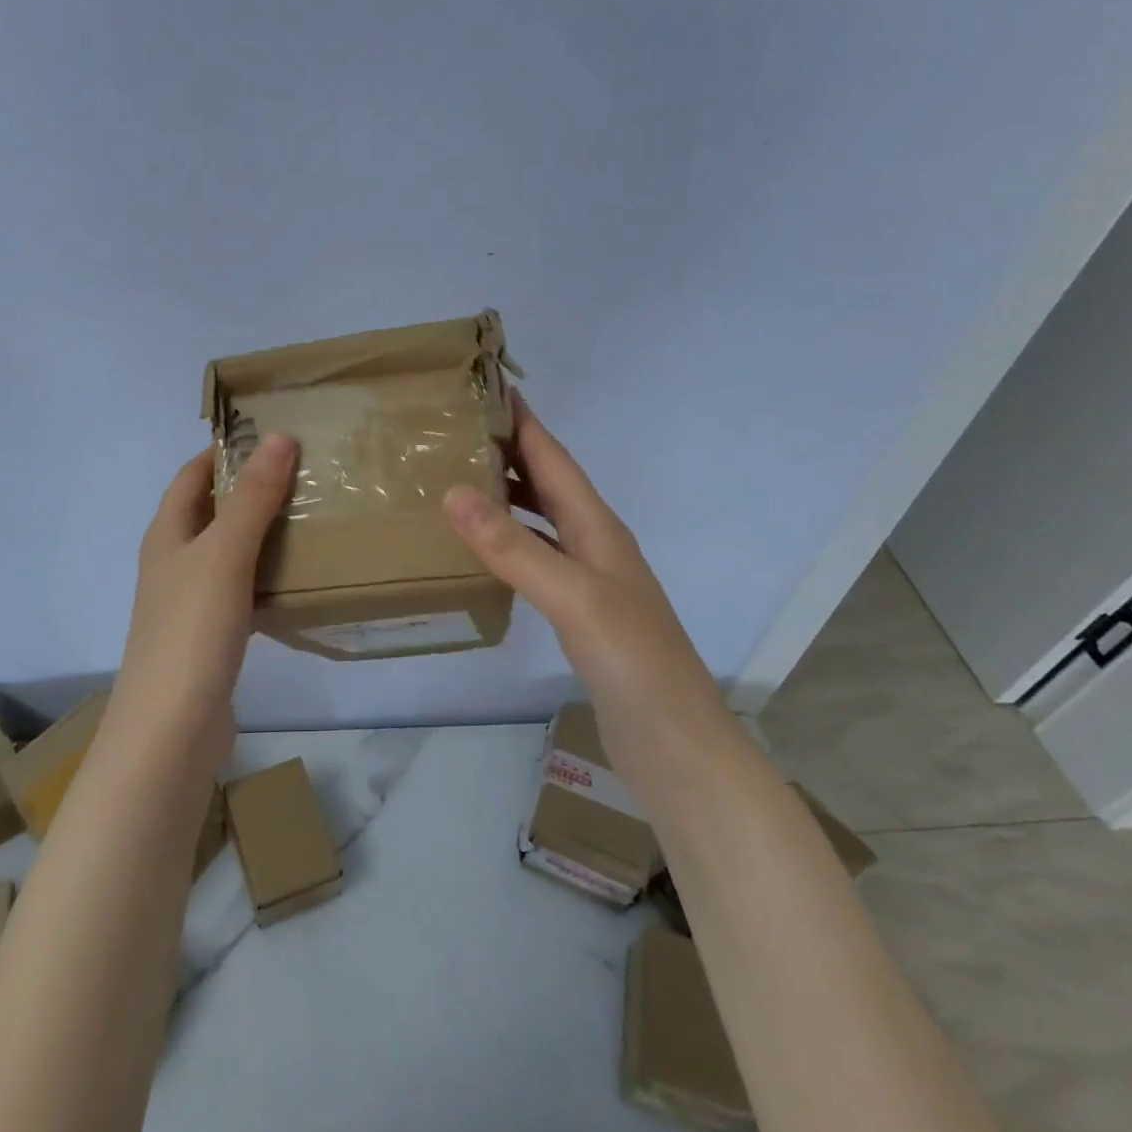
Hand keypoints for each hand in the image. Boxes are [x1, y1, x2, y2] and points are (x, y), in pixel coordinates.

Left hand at [111, 433, 298, 762]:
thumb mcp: (225, 555)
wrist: (171, 729)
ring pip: (227, 552)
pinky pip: (240, 589)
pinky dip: (264, 574)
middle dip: (249, 489)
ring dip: (260, 532)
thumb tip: (280, 437)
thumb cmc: (191, 630)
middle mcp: (172, 563)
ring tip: (309, 516)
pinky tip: (296, 578)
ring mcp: (188, 602)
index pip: (192, 475)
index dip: (224, 451)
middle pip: (210, 512)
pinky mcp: (209, 636)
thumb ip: (252, 498)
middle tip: (304, 473)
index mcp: (167, 535)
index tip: (270, 434)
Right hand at [443, 397, 724, 772]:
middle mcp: (595, 545)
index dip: (525, 423)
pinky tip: (485, 551)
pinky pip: (537, 560)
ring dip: (509, 496)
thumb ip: (514, 547)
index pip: (555, 460)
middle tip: (458, 432)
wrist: (676, 745)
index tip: (488, 386)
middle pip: (549, 484)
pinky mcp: (580, 615)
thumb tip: (455, 492)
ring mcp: (589, 581)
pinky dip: (510, 543)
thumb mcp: (572, 596)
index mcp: (598, 528)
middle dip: (511, 452)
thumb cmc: (632, 661)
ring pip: (542, 521)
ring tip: (460, 480)